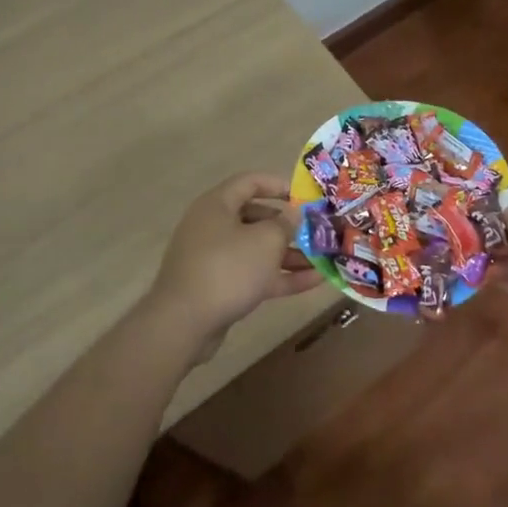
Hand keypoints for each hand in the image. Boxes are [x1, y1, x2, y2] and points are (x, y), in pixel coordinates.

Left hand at [147, 172, 323, 344]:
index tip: (304, 196)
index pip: (250, 182)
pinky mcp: (219, 287)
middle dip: (289, 225)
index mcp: (218, 205)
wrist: (183, 324)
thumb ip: (285, 223)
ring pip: (257, 249)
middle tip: (317, 230)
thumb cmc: (227, 269)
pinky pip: (254, 274)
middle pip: (256, 217)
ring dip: (290, 254)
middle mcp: (214, 226)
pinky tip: (314, 282)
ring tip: (323, 259)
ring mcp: (215, 258)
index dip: (278, 185)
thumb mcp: (265, 241)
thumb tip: (294, 212)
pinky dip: (280, 276)